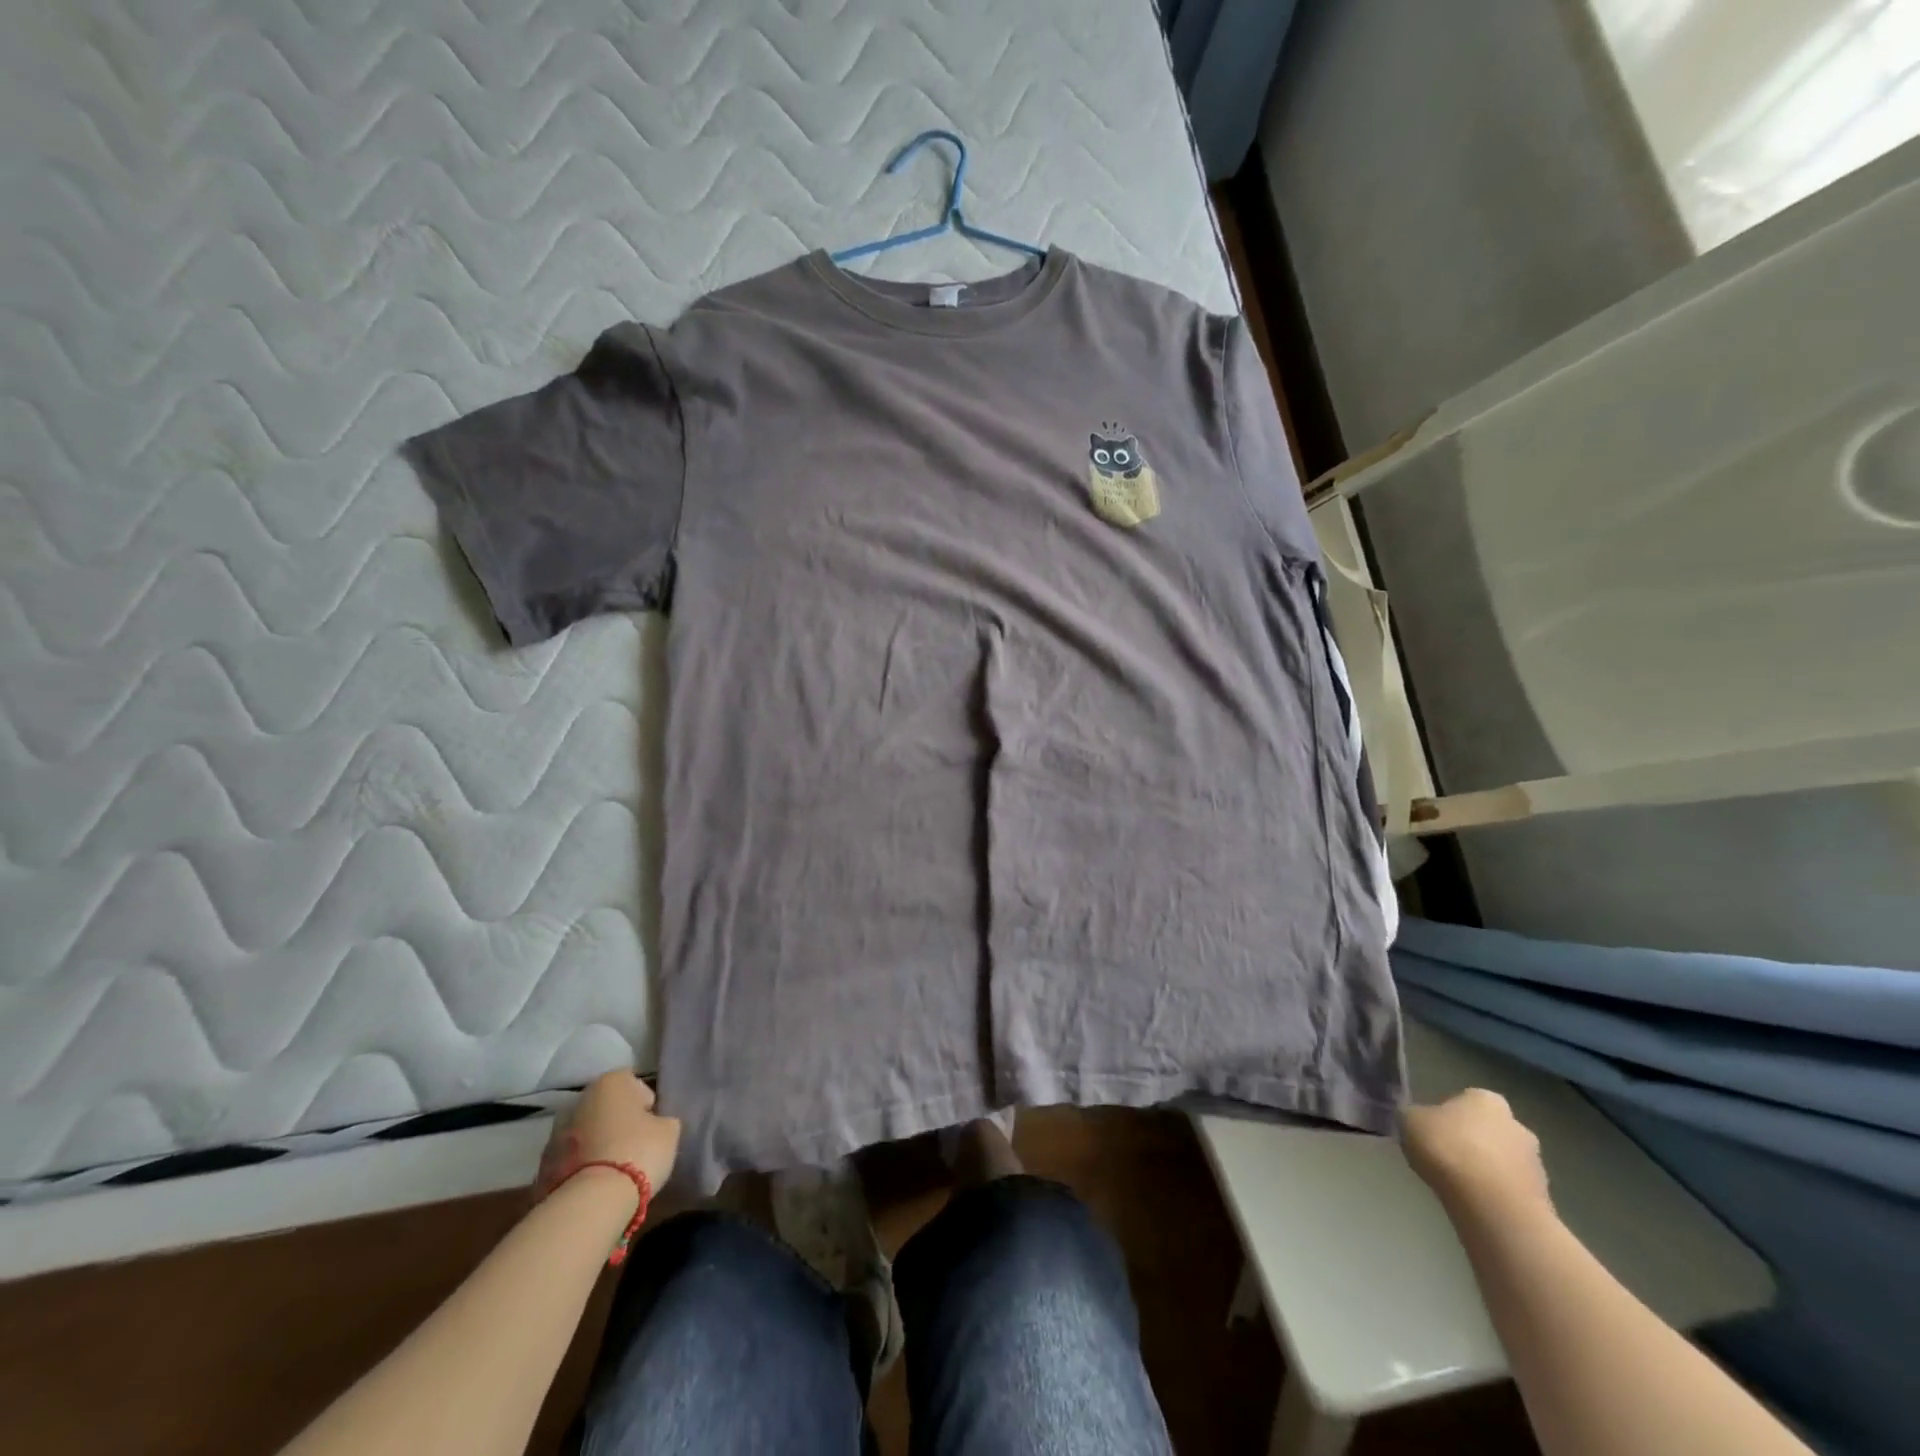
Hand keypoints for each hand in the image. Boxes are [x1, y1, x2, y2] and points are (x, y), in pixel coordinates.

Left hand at [537, 1070, 679, 1194]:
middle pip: (604, 1108)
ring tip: (613, 1171)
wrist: (591, 1202)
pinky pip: (570, 1161)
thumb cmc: (638, 1151)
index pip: (632, 1083)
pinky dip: (580, 1168)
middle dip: (616, 1123)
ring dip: (596, 1145)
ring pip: (584, 1134)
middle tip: (633, 1146)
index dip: (645, 1104)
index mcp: (609, 1082)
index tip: (652, 1125)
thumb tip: (654, 1125)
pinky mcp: (541, 1168)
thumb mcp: (668, 1131)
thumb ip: (661, 1121)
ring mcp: (555, 1134)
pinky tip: (595, 1186)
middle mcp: (578, 1100)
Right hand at [1402, 1088, 1552, 1224]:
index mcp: (1486, 1099)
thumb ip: (1414, 1116)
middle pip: (1489, 1130)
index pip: (1466, 1100)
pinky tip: (1477, 1204)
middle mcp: (1516, 1124)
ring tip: (1461, 1186)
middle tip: (1447, 1158)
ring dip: (1487, 1170)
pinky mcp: (1543, 1198)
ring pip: (1503, 1161)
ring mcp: (1535, 1163)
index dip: (1448, 1115)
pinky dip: (1497, 1194)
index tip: (1433, 1132)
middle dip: (1473, 1142)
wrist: (1493, 1206)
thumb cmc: (1448, 1150)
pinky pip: (1511, 1189)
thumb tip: (1418, 1119)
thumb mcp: (1409, 1121)